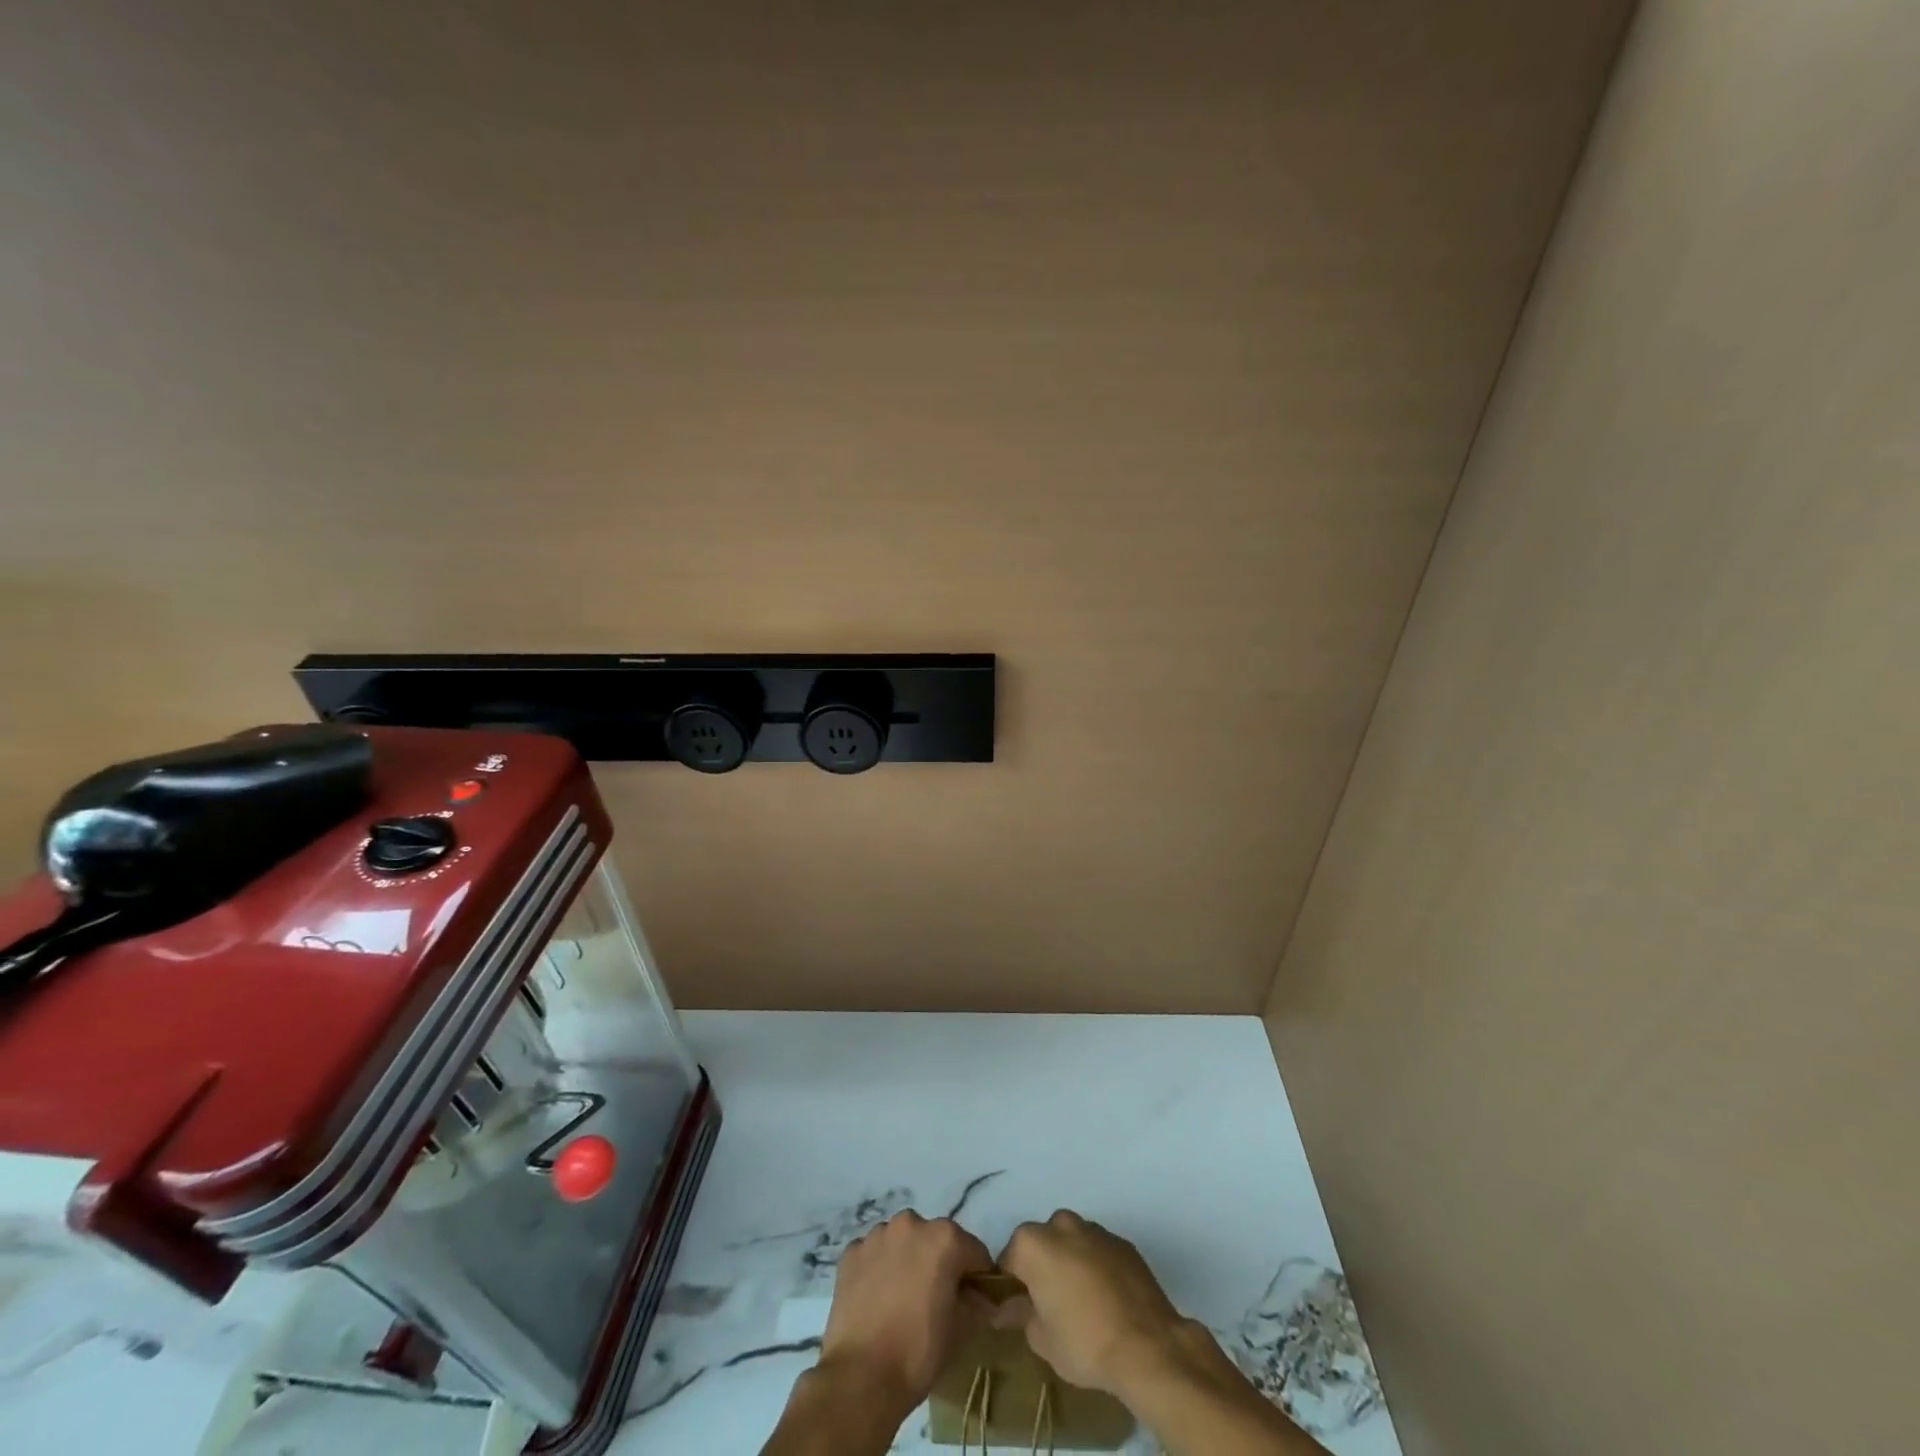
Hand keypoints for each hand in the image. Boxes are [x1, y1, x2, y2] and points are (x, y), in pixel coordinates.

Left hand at [818, 1211, 992, 1418]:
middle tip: (936, 1300)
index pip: (974, 1252)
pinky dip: (879, 1269)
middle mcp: (911, 1223)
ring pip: (902, 1243)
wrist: (860, 1377)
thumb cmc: (918, 1351)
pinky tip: (877, 1300)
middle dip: (940, 1264)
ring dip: (907, 1261)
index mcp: (944, 1238)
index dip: (978, 1277)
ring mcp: (877, 1235)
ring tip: (902, 1299)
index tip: (975, 1300)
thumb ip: (975, 1304)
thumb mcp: (960, 1330)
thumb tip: (981, 1299)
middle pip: (935, 1240)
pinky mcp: (851, 1252)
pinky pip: (874, 1254)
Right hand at [996, 1210, 1190, 1401]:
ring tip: (1082, 1302)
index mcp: (1033, 1244)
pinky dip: (1096, 1266)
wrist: (1147, 1345)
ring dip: (1070, 1262)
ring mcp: (1095, 1230)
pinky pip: (1099, 1250)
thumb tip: (1007, 1308)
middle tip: (1050, 1304)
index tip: (1019, 1307)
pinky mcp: (1123, 1242)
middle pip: (1042, 1242)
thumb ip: (1021, 1315)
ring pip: (1072, 1241)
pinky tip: (1106, 1299)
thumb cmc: (1084, 1342)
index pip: (1009, 1258)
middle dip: (1042, 1266)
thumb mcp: (1041, 1340)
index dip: (1011, 1283)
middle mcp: (1061, 1225)